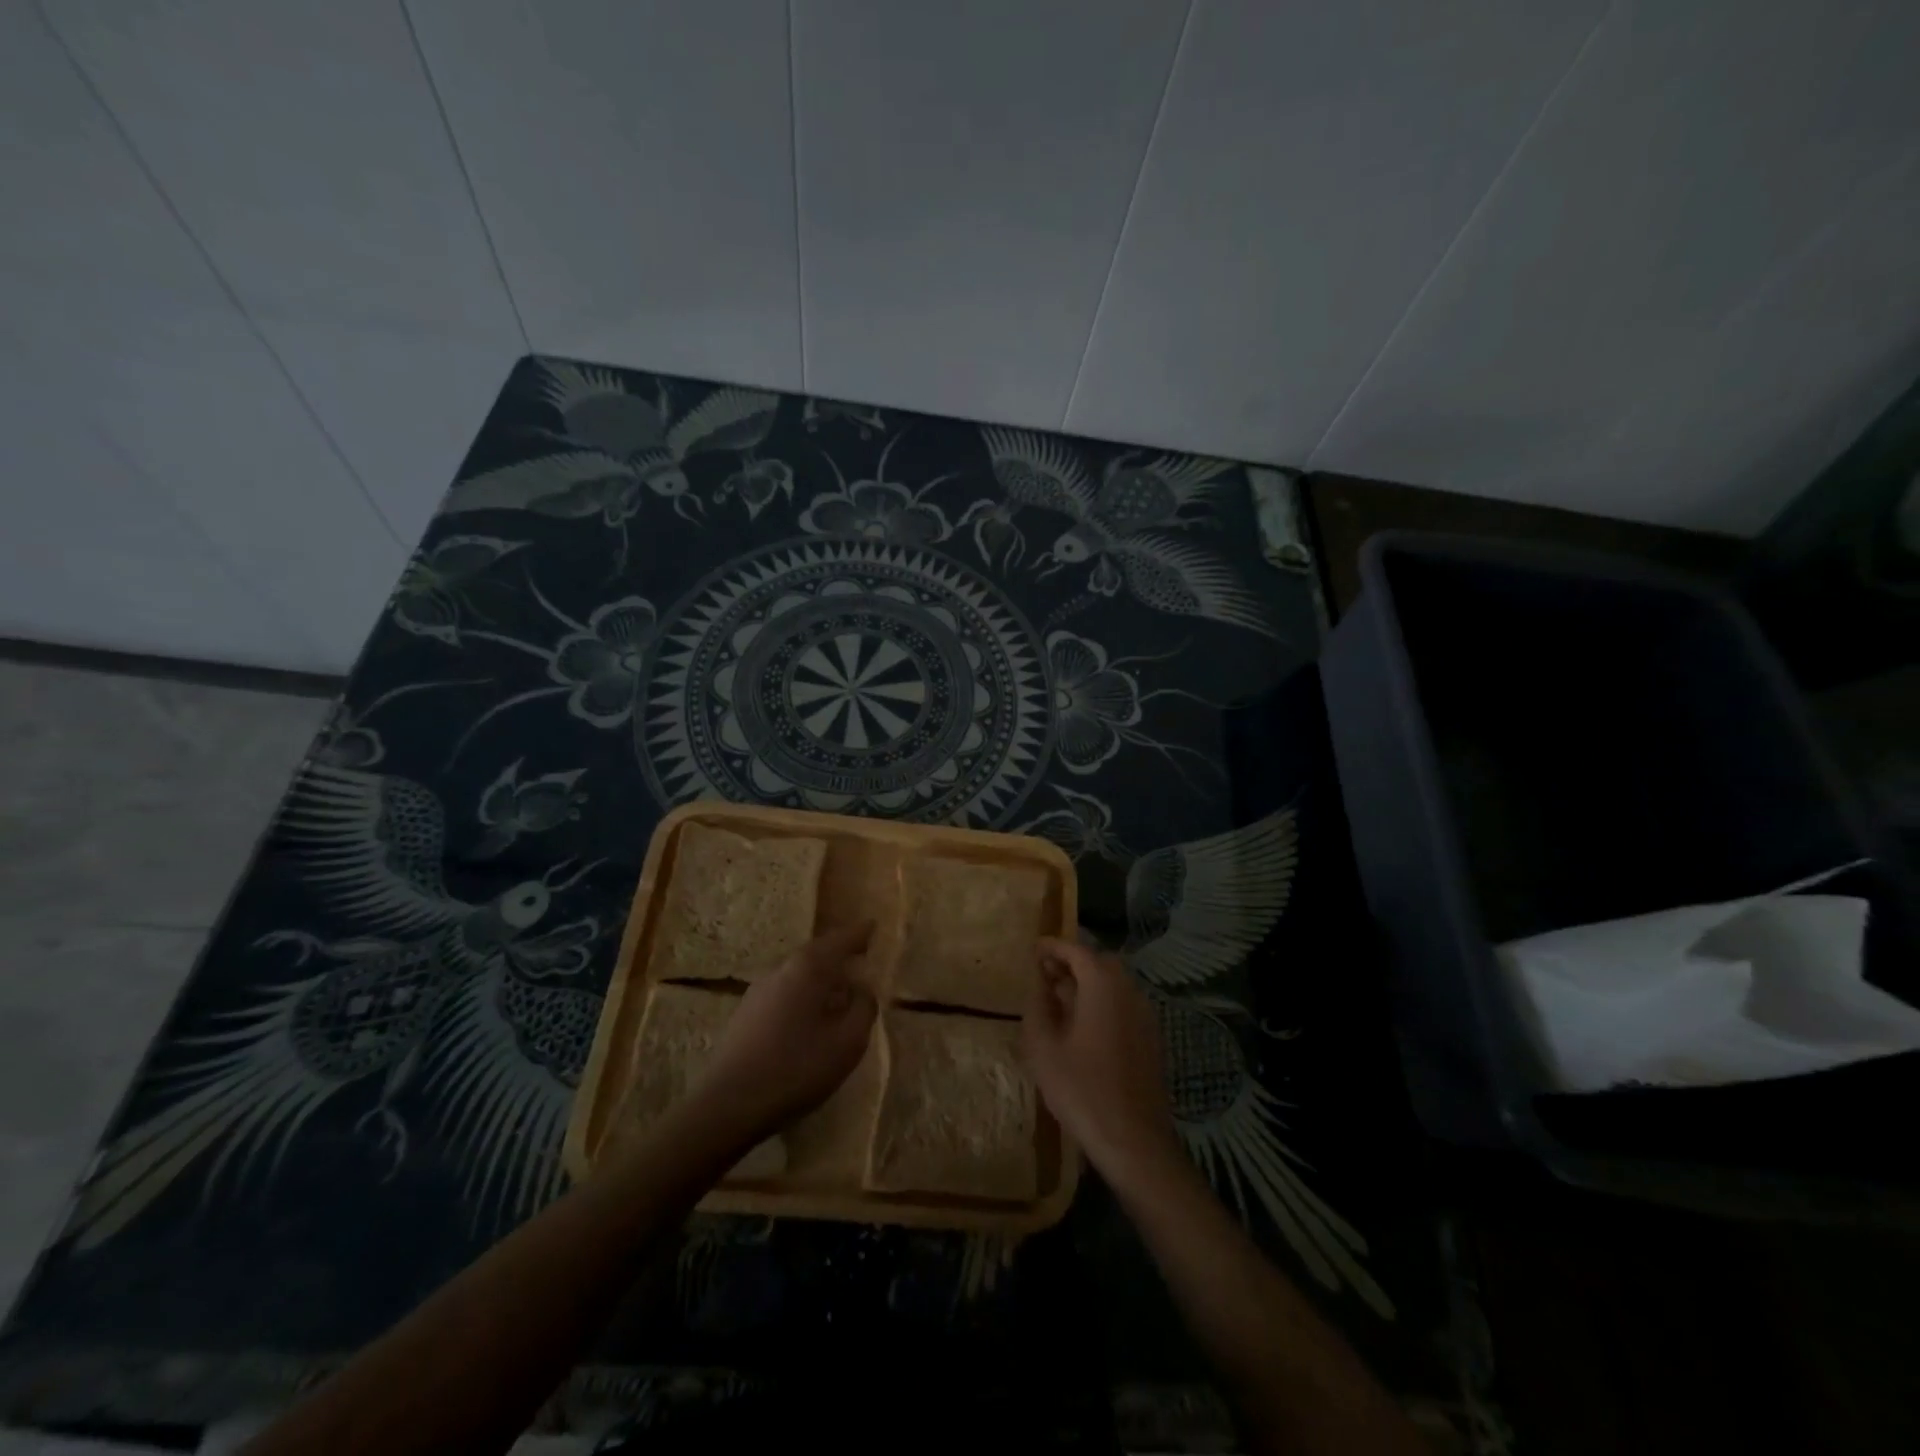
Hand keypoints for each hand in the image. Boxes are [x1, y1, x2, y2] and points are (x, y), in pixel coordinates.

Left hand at [689, 922, 877, 1146]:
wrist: (729, 1104)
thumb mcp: (847, 1043)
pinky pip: (786, 991)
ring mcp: (759, 990)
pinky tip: (812, 1015)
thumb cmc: (796, 1068)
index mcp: (808, 968)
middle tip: (861, 954)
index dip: (860, 933)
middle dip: (839, 952)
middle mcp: (782, 969)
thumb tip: (863, 989)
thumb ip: (863, 1009)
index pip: (840, 940)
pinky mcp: (747, 1013)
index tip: (873, 925)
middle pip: (817, 952)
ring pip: (799, 973)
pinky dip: (805, 993)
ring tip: (840, 988)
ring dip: (822, 975)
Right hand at [1024, 936, 1185, 1184]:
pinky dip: (1102, 1002)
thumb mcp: (1044, 1048)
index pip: (1078, 951)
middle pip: (1100, 963)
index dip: (1054, 947)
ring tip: (1059, 1000)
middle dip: (1071, 963)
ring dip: (1087, 983)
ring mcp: (1145, 1015)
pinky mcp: (1151, 1038)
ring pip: (1114, 985)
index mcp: (1103, 986)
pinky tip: (1083, 1027)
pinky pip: (1123, 1005)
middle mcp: (1129, 992)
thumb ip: (1038, 1006)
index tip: (1033, 949)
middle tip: (1044, 974)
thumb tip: (1039, 983)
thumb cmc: (1082, 1090)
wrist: (1134, 1140)